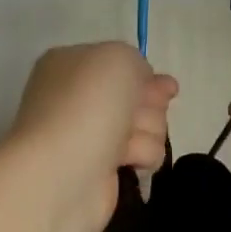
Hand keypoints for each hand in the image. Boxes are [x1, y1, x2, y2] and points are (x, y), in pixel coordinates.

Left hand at [9, 41, 177, 231]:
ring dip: (147, 131)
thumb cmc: (87, 106)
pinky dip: (142, 155)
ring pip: (147, 125)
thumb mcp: (118, 58)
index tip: (167, 87)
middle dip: (149, 105)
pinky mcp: (104, 169)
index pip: (121, 64)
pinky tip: (127, 162)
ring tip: (125, 144)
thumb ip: (137, 62)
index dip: (145, 76)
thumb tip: (144, 88)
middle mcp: (80, 99)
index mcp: (72, 65)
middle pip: (139, 95)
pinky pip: (143, 154)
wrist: (63, 173)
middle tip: (133, 116)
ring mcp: (92, 136)